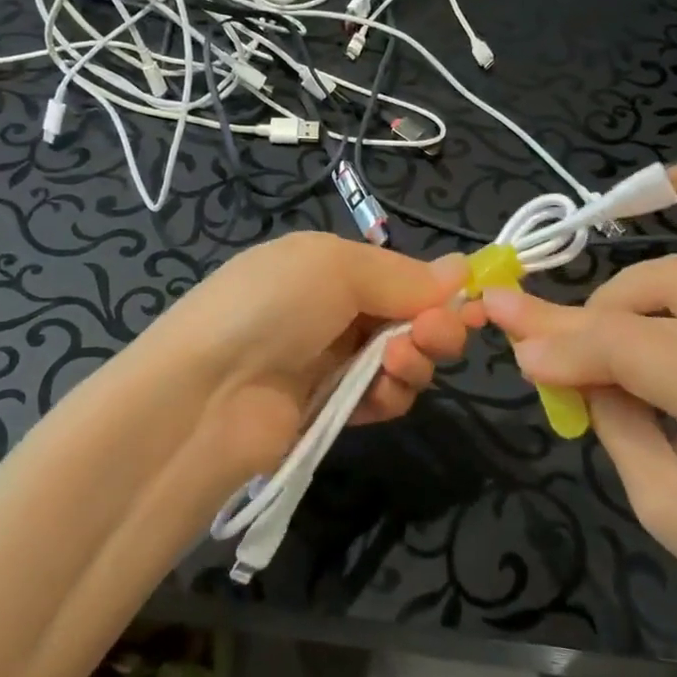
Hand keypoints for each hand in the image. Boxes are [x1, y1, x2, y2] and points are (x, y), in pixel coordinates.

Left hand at [155, 232, 478, 482]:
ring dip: (414, 359)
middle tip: (431, 336)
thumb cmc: (271, 307)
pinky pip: (383, 398)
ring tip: (397, 362)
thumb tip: (461, 269)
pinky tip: (382, 393)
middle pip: (409, 317)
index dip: (437, 288)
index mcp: (328, 265)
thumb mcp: (334, 267)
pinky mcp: (331, 410)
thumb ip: (401, 274)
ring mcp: (330, 362)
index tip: (471, 302)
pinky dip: (392, 394)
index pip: (401, 274)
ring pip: (402, 358)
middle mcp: (332, 310)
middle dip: (433, 325)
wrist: (205, 395)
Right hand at [481, 211, 676, 661]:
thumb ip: (601, 409)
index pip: (624, 344)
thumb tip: (542, 349)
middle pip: (649, 297)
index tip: (510, 341)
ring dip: (634, 293)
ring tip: (621, 336)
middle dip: (584, 321)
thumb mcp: (655, 498)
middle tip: (557, 356)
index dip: (557, 341)